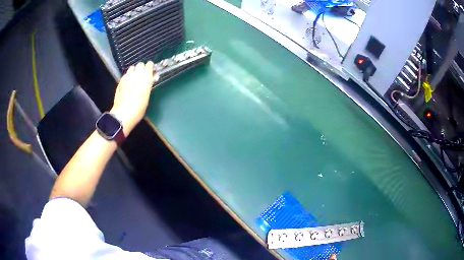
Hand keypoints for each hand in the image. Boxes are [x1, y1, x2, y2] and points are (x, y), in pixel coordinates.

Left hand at [111, 62, 158, 134]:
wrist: (124, 114)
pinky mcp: (120, 81)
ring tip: (135, 78)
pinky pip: (126, 75)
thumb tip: (152, 78)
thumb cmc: (139, 108)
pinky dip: (128, 76)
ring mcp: (127, 77)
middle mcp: (136, 74)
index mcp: (146, 77)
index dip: (150, 67)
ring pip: (132, 68)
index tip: (151, 70)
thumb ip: (149, 84)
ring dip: (134, 71)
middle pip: (140, 65)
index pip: (149, 65)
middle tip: (143, 75)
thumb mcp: (147, 96)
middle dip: (142, 68)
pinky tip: (128, 83)